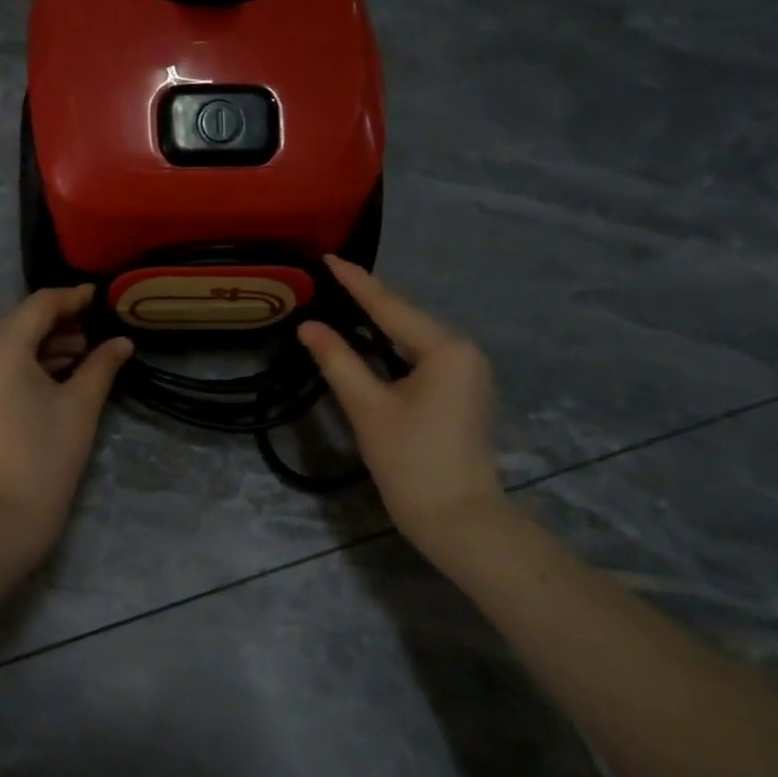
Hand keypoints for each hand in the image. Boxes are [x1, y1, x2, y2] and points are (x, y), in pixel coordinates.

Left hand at [0, 285, 131, 569]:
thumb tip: (121, 342)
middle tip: (95, 327)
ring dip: (44, 341)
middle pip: (21, 321)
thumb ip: (102, 365)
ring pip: (9, 343)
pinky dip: (28, 360)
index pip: (39, 306)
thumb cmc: (46, 457)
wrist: (1, 518)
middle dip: (58, 320)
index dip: (72, 298)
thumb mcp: (81, 406)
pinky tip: (57, 371)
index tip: (100, 297)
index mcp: (2, 349)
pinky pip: (0, 365)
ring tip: (83, 350)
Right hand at [298, 257, 503, 548]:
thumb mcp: (368, 408)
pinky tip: (368, 340)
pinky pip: (422, 357)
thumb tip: (308, 326)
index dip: (356, 282)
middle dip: (367, 300)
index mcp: (446, 349)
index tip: (329, 257)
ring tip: (341, 301)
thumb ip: (337, 361)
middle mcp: (464, 351)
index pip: (391, 306)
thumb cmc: (411, 462)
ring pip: (413, 338)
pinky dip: (392, 348)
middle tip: (328, 278)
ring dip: (379, 324)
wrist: (458, 519)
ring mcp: (468, 372)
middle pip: (406, 319)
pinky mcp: (463, 392)